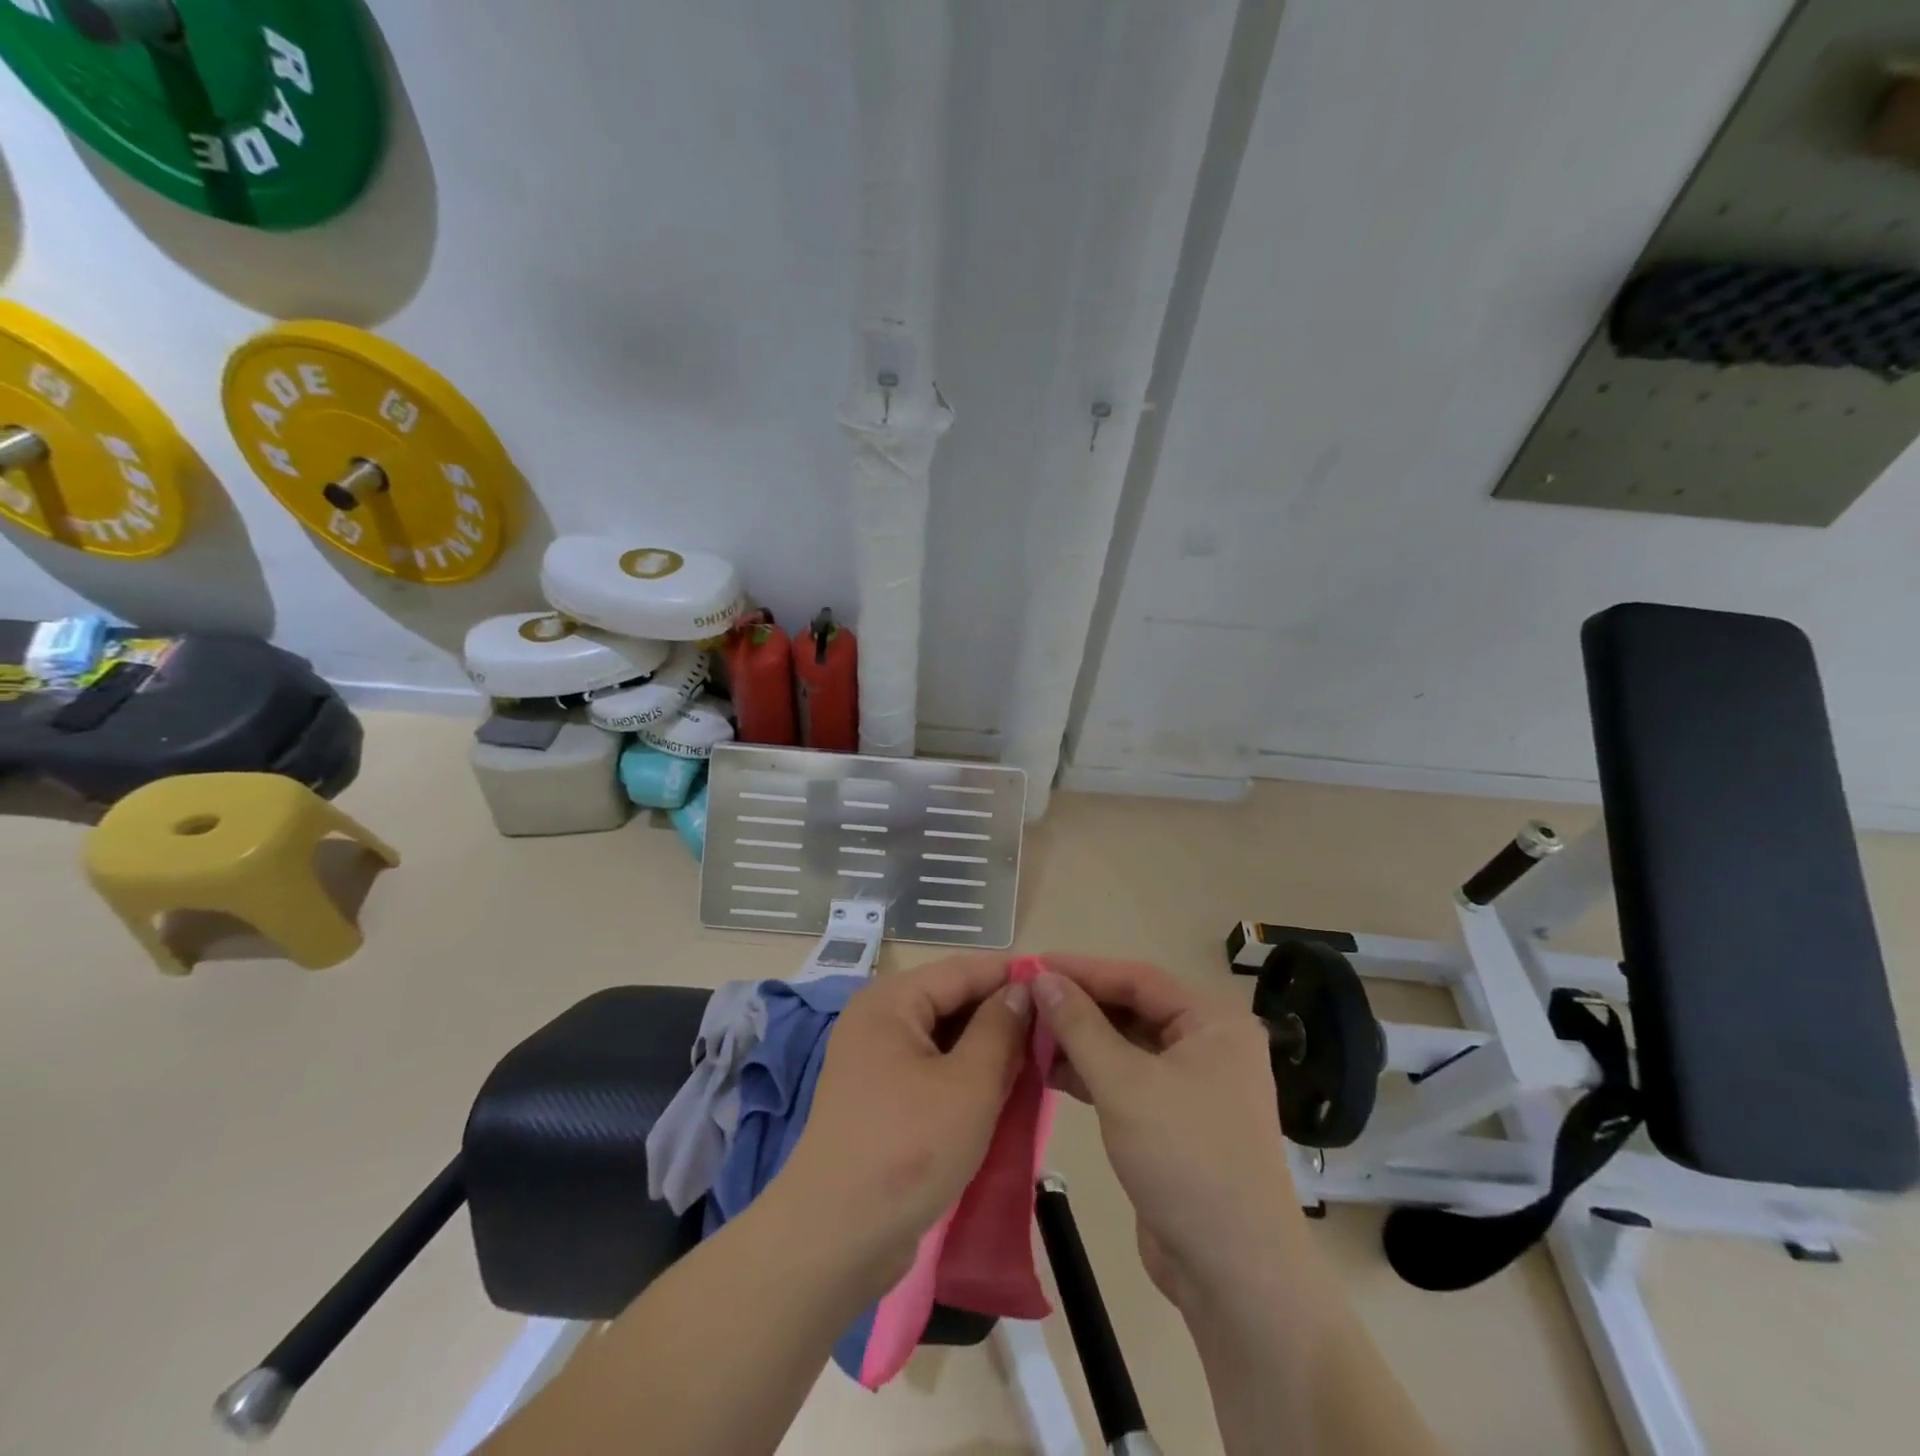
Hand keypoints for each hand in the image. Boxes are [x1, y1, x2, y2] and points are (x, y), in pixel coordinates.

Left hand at [779, 956, 1032, 1287]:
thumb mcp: (969, 1084)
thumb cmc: (908, 1148)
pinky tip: (1001, 1091)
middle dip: (1000, 1014)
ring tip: (1037, 1059)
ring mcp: (875, 1062)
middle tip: (1054, 1030)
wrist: (836, 1239)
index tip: (1058, 985)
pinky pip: (931, 1070)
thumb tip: (1021, 989)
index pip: (962, 970)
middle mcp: (878, 1020)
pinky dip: (965, 1076)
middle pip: (950, 1002)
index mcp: (891, 1001)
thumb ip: (1000, 1029)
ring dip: (986, 1049)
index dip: (1010, 975)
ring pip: (944, 1039)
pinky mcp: (879, 1100)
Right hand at [1034, 955, 1303, 1309]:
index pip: (1138, 978)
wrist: (1233, 1274)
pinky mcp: (1175, 1121)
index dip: (1083, 970)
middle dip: (1080, 1006)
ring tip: (1029, 1036)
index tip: (1033, 966)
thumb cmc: (1185, 1159)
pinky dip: (1092, 1073)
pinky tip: (1050, 1072)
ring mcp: (1193, 1086)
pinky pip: (1128, 1079)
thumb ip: (1080, 1025)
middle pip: (1133, 1009)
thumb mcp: (1125, 1084)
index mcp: (1213, 1023)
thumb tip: (1042, 978)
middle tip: (1026, 1001)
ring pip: (1127, 1045)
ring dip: (1081, 1040)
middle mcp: (1208, 1045)